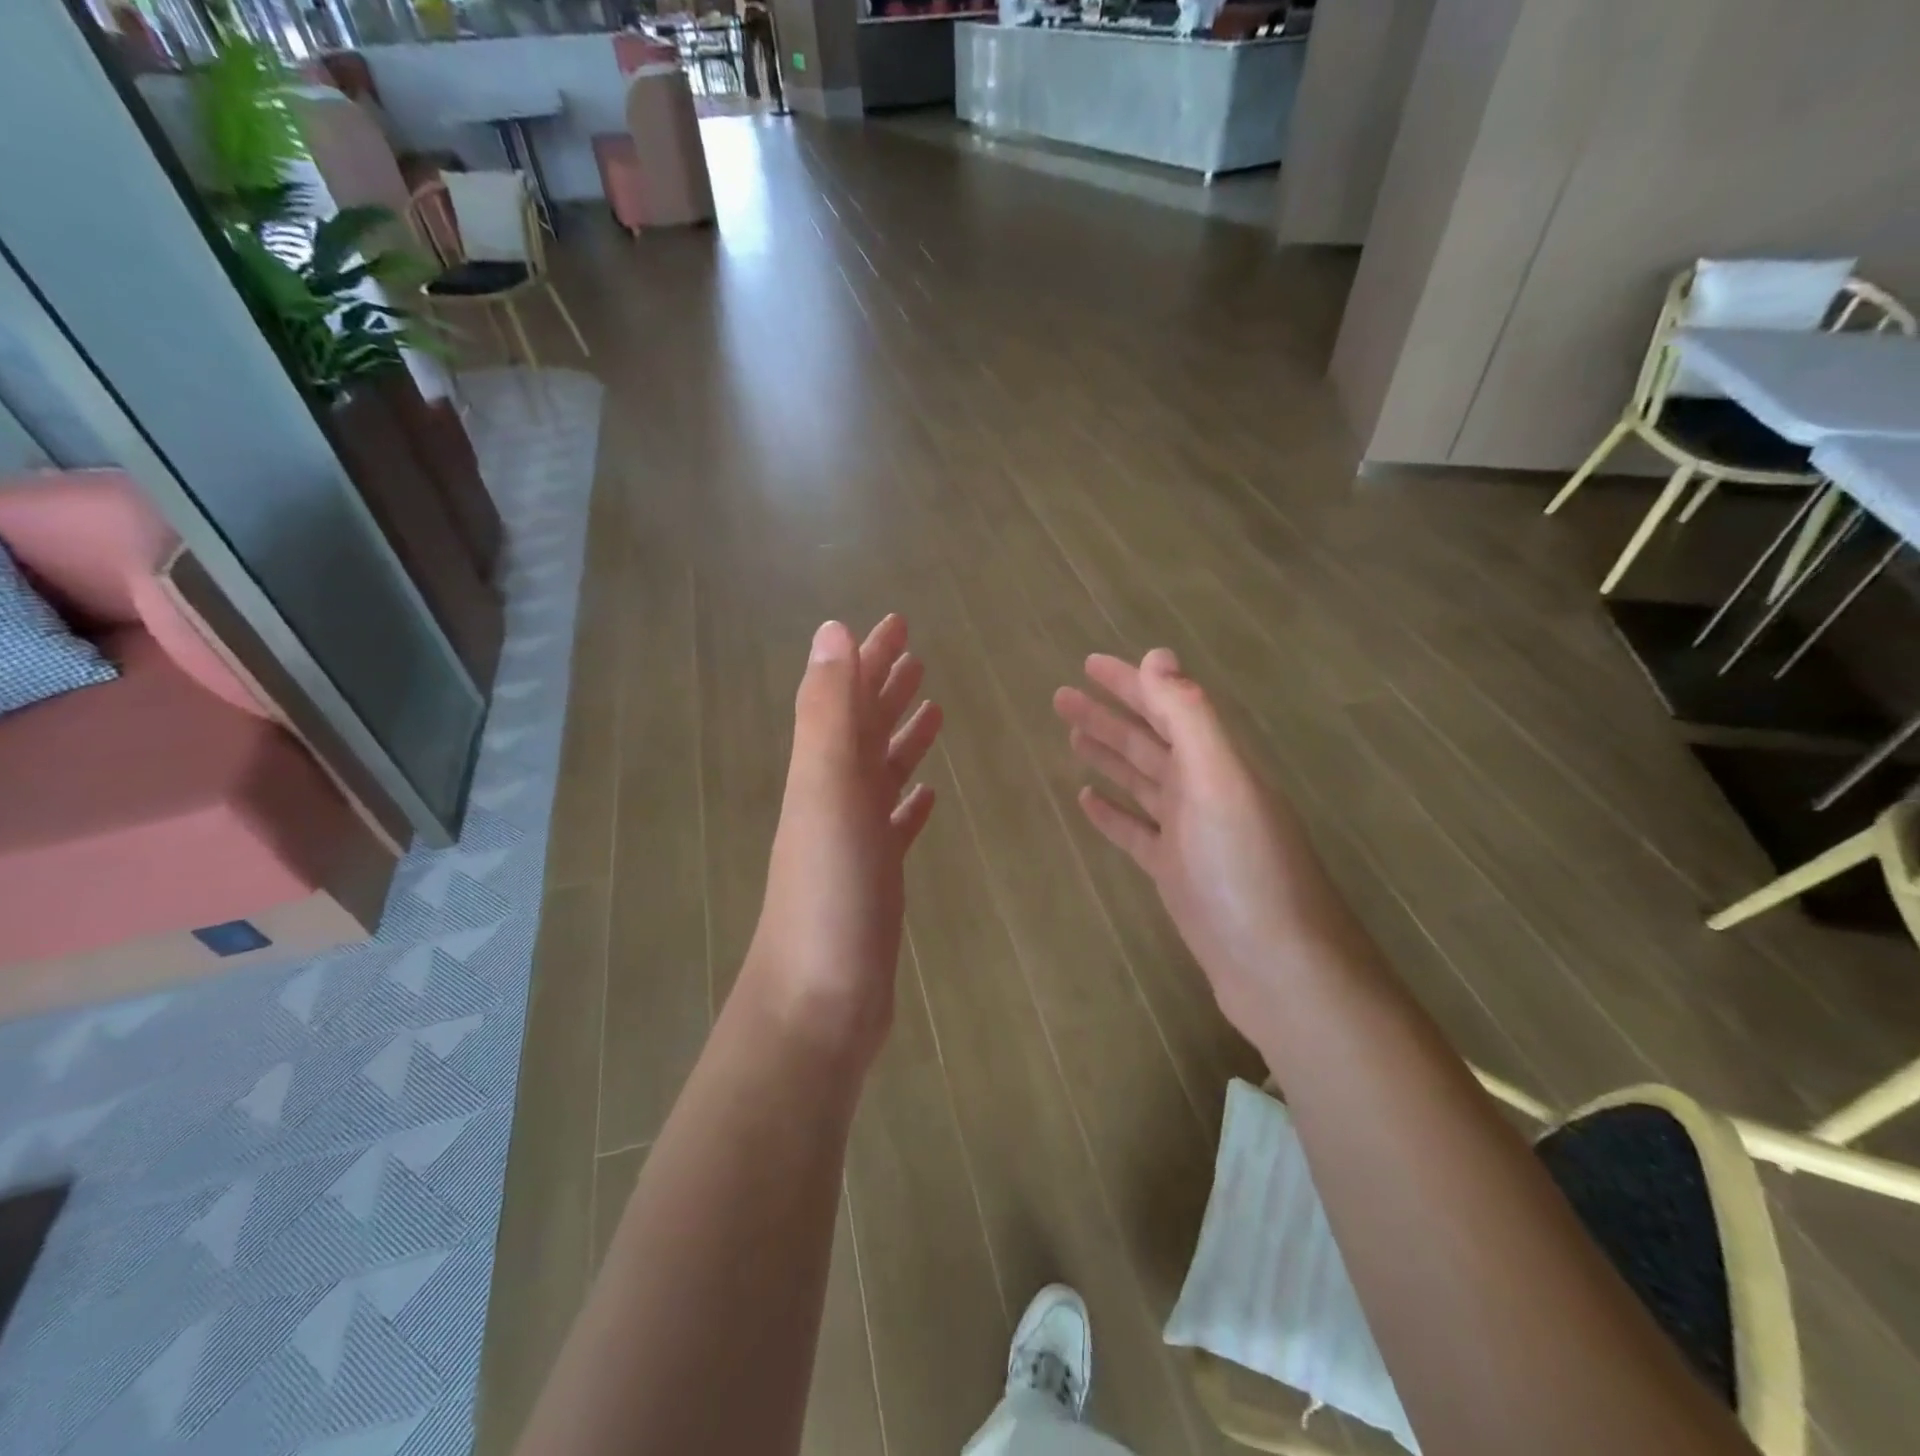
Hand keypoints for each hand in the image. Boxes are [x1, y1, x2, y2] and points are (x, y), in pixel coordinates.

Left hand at [741, 616, 942, 1067]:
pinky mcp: (877, 877)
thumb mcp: (826, 790)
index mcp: (824, 770)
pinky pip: (895, 824)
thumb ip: (829, 712)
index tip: (897, 622)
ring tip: (934, 709)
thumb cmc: (828, 892)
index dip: (870, 657)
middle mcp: (836, 796)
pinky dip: (909, 802)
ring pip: (882, 772)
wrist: (818, 999)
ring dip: (902, 737)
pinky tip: (928, 794)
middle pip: (864, 727)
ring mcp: (855, 839)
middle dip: (887, 686)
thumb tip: (832, 630)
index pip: (848, 696)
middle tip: (918, 654)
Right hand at [1053, 649, 1355, 1043]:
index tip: (1088, 664)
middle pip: (1148, 741)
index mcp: (1217, 763)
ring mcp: (1190, 835)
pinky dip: (1112, 812)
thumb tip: (1157, 655)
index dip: (1129, 683)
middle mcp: (1205, 791)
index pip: (1166, 707)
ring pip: (1140, 781)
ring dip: (1107, 756)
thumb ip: (1189, 718)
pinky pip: (1136, 831)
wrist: (1278, 969)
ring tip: (1070, 735)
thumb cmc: (1246, 870)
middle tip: (1062, 697)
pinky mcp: (1176, 873)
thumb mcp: (1219, 782)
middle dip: (1108, 715)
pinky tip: (1086, 799)